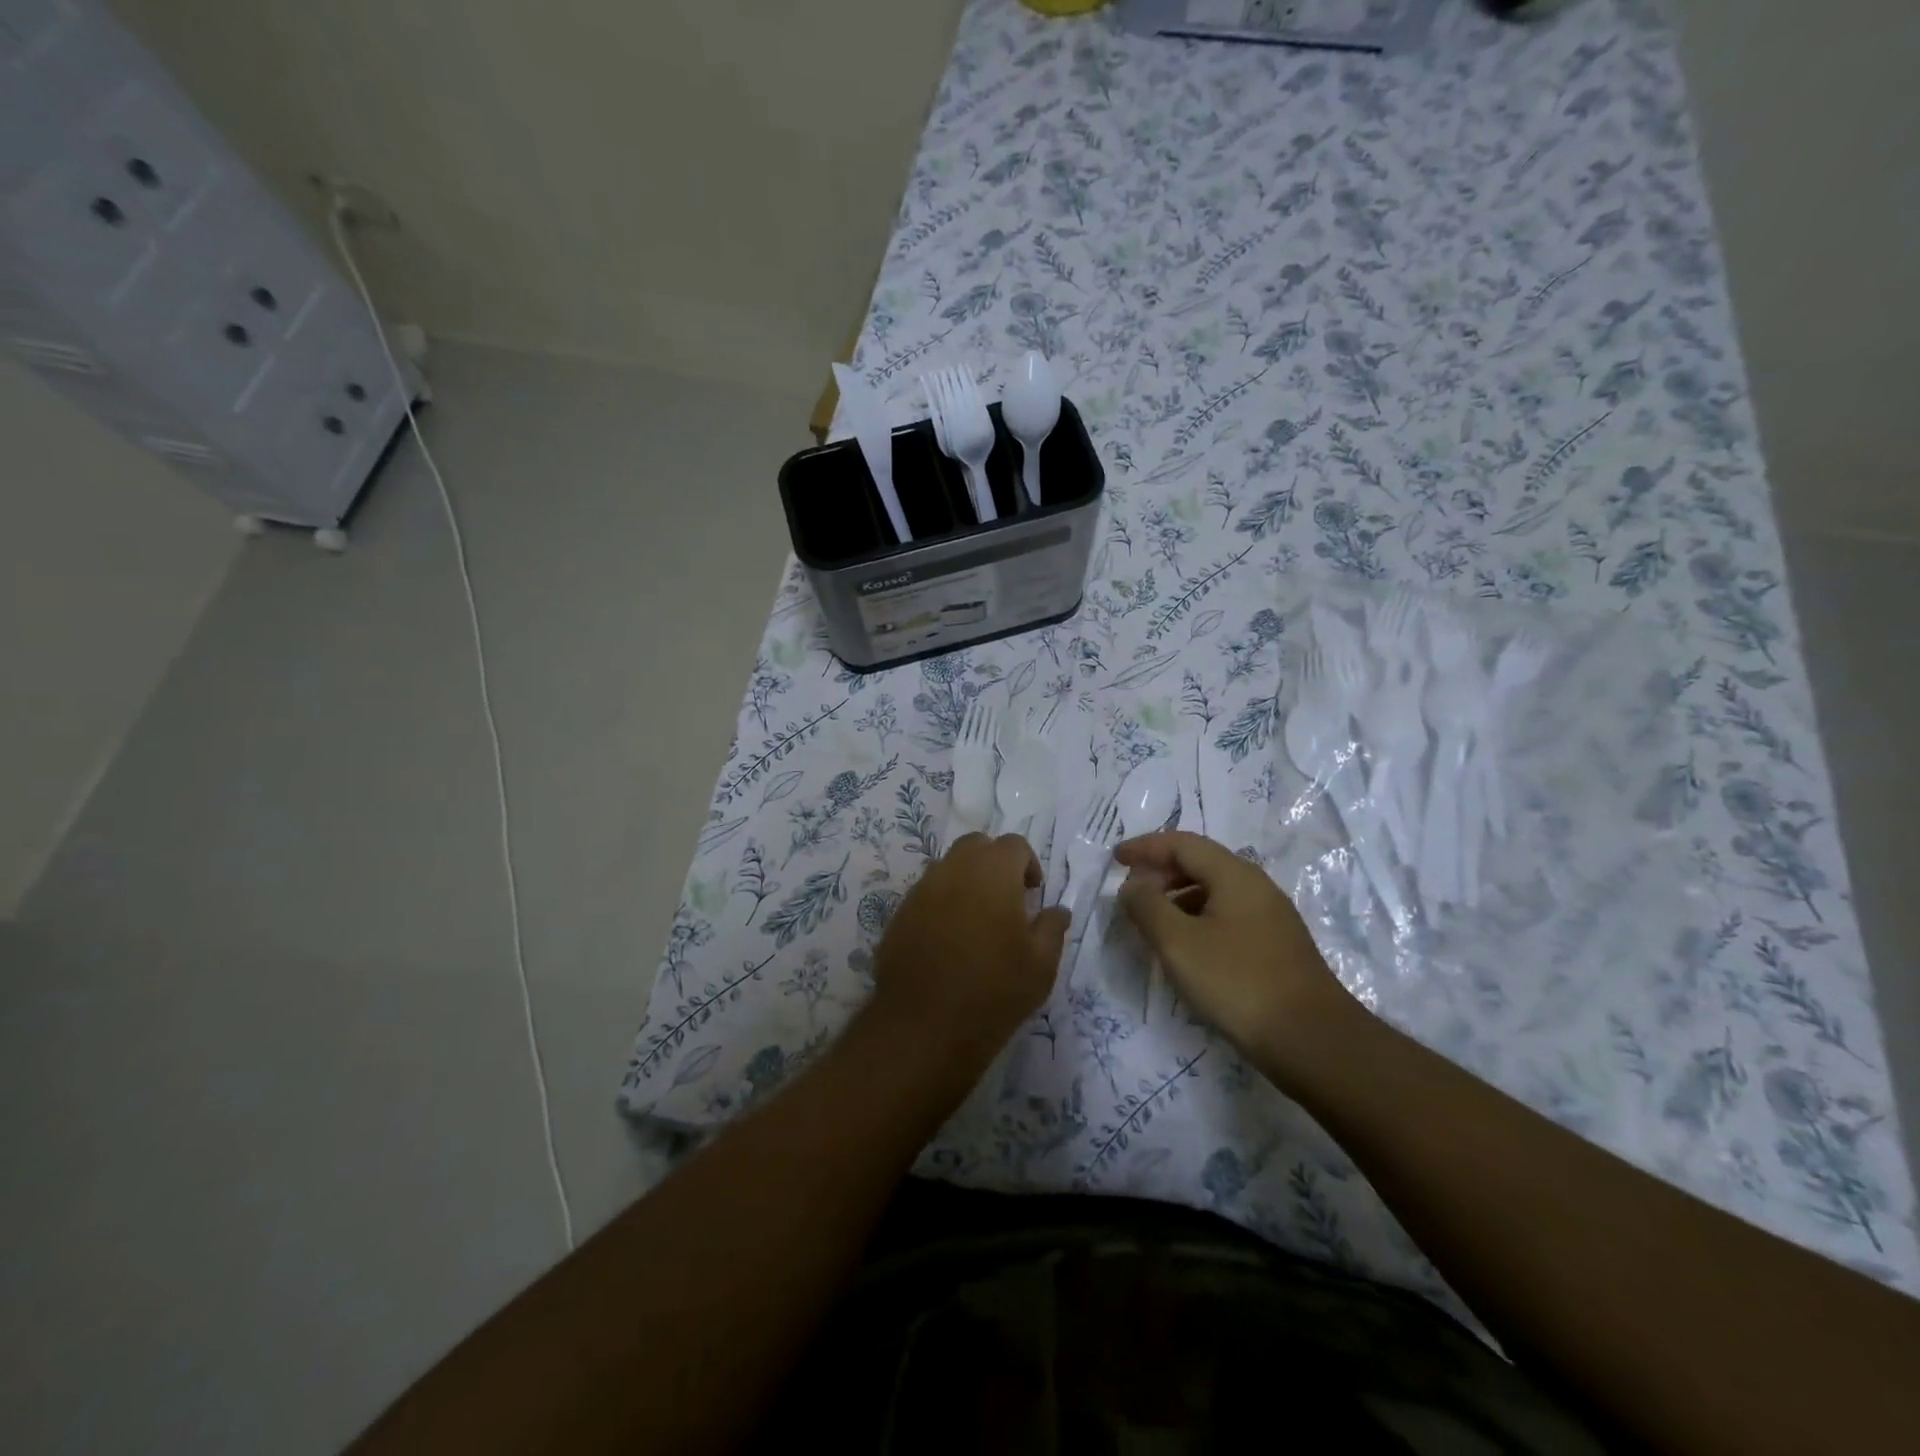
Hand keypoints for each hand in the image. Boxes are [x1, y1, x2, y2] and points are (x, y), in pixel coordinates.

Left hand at [869, 832, 1069, 1072]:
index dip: (1028, 864)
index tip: (1033, 894)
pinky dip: (942, 904)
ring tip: (978, 922)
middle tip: (1007, 899)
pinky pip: (927, 894)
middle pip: (977, 846)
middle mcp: (954, 869)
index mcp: (993, 871)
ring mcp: (921, 890)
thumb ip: (1052, 927)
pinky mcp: (900, 913)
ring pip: (949, 867)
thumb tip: (1057, 910)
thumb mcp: (1041, 964)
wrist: (924, 1026)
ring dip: (967, 881)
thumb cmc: (994, 990)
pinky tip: (949, 940)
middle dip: (995, 863)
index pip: (1014, 845)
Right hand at [1114, 831, 1356, 1077]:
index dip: (1145, 847)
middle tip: (1130, 892)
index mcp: (1234, 875)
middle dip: (1160, 872)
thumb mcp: (1178, 942)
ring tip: (1151, 923)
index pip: (1182, 843)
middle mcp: (1256, 886)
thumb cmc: (1237, 981)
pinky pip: (1227, 917)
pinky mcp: (1276, 947)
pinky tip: (1186, 950)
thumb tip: (1132, 885)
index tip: (1115, 860)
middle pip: (1200, 863)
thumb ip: (1147, 906)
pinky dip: (1197, 920)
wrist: (1313, 1041)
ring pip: (1214, 892)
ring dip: (1177, 898)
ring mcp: (1270, 917)